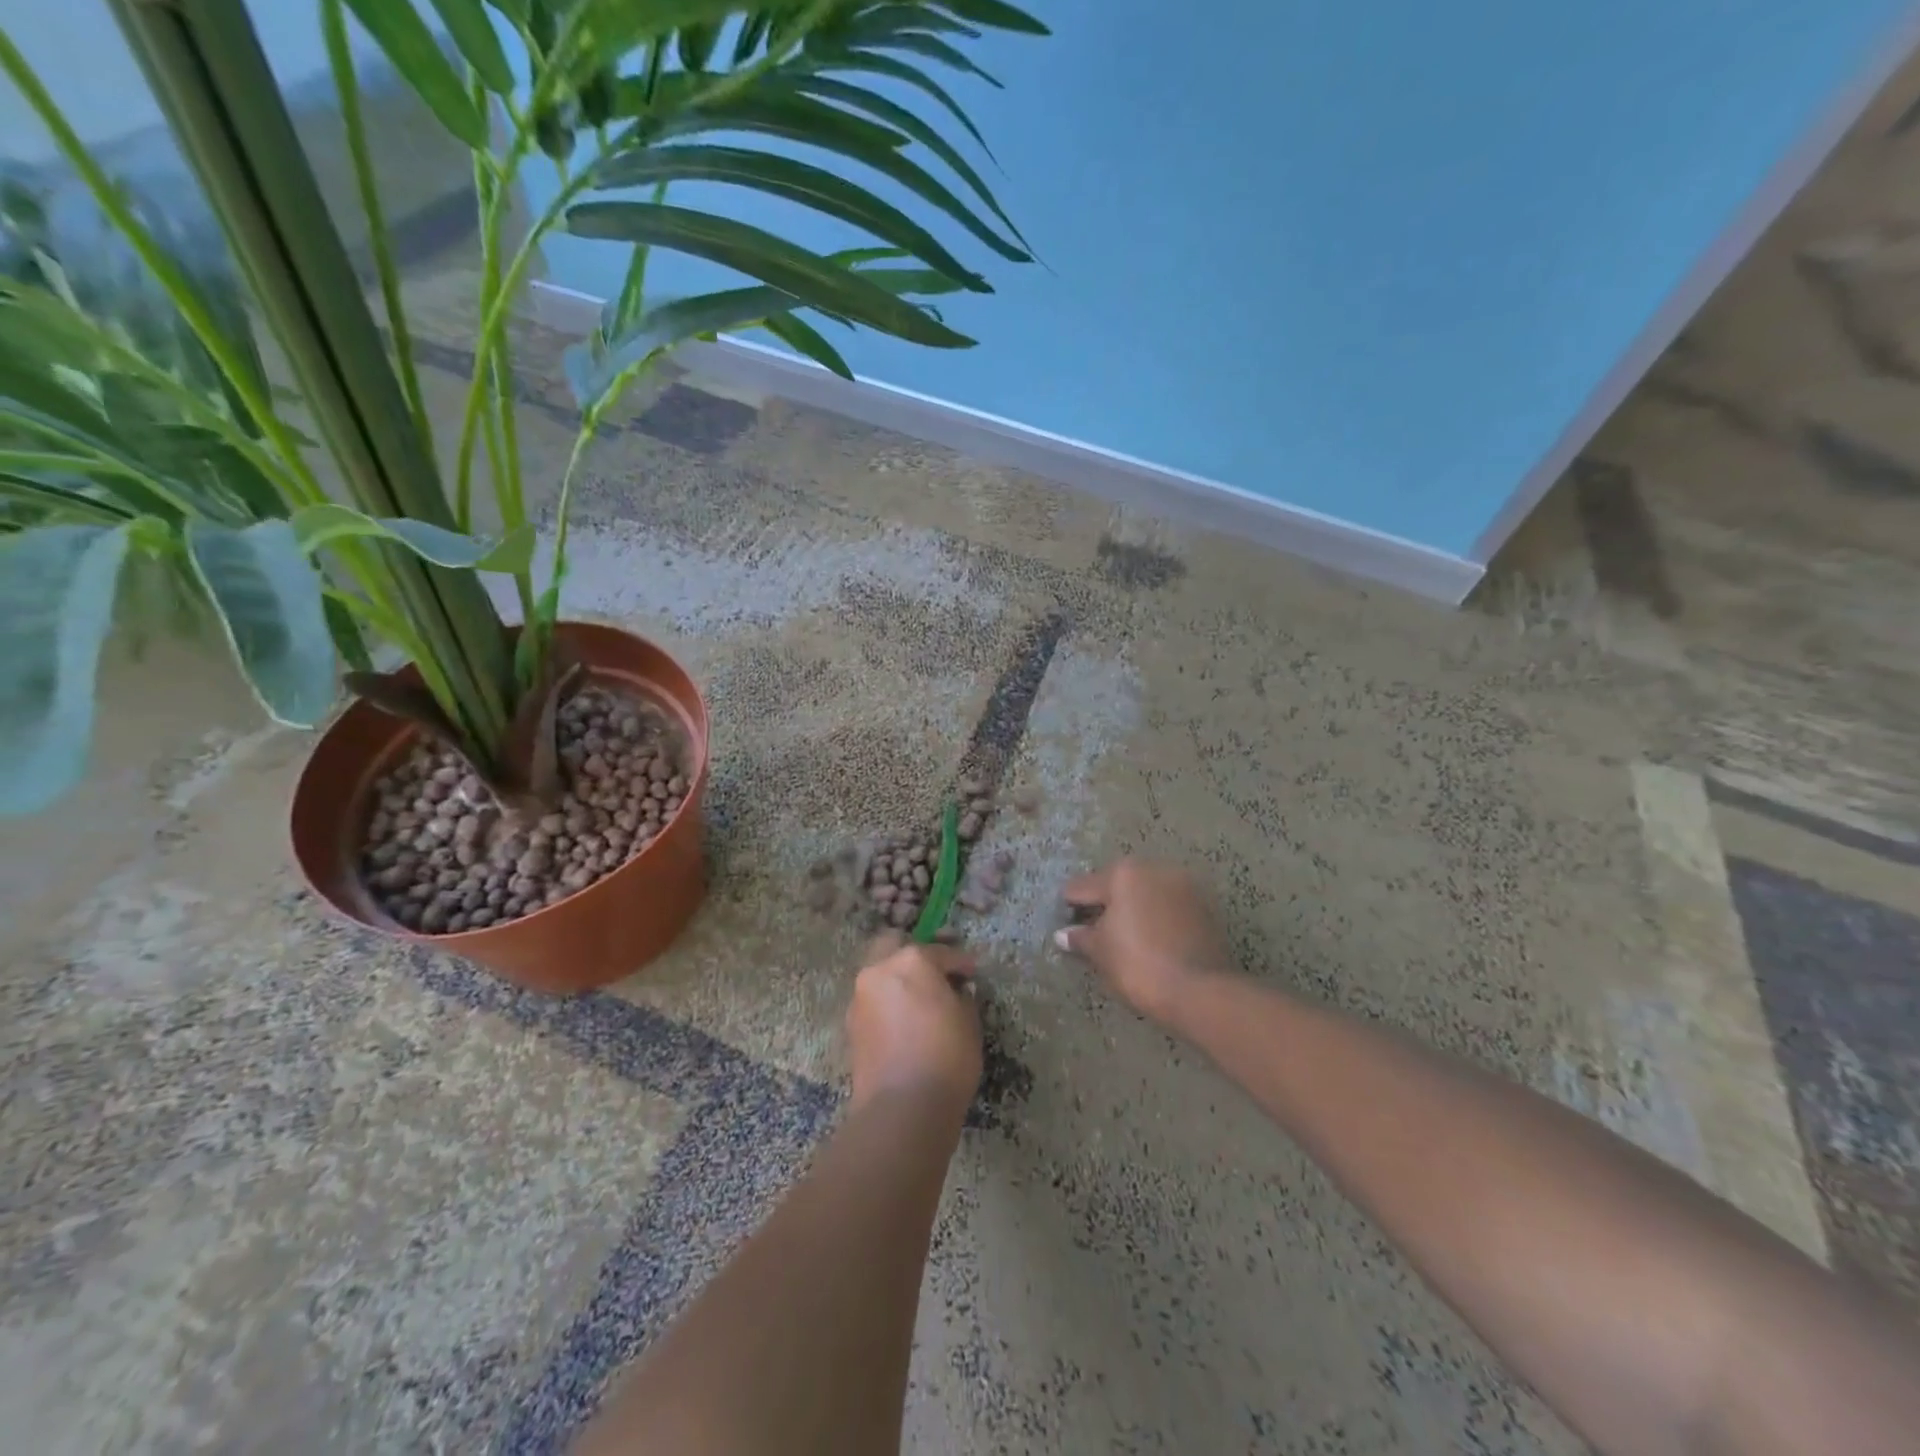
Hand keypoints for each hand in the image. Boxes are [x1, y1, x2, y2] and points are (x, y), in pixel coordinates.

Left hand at [846, 933, 981, 1116]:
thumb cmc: (946, 1057)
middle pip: (893, 945)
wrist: (902, 1108)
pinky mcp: (850, 1024)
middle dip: (913, 955)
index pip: (941, 952)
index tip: (971, 974)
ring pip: (878, 973)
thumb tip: (955, 992)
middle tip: (934, 975)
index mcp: (912, 960)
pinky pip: (872, 1001)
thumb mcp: (969, 1022)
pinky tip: (903, 1022)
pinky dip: (886, 1003)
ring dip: (896, 979)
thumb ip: (962, 997)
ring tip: (918, 1002)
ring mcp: (861, 996)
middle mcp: (880, 969)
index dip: (960, 963)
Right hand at [1055, 858, 1231, 1021]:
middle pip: (1116, 884)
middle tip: (1094, 935)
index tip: (1067, 929)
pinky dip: (1156, 917)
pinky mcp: (1204, 905)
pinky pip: (1168, 906)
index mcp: (1123, 873)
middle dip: (1104, 905)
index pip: (1081, 887)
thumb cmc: (1139, 966)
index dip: (1069, 909)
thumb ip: (1080, 938)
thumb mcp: (1100, 952)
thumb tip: (1063, 934)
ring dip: (1133, 909)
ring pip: (1145, 893)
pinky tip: (1151, 941)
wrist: (1200, 992)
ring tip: (1125, 939)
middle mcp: (1154, 868)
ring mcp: (1183, 885)